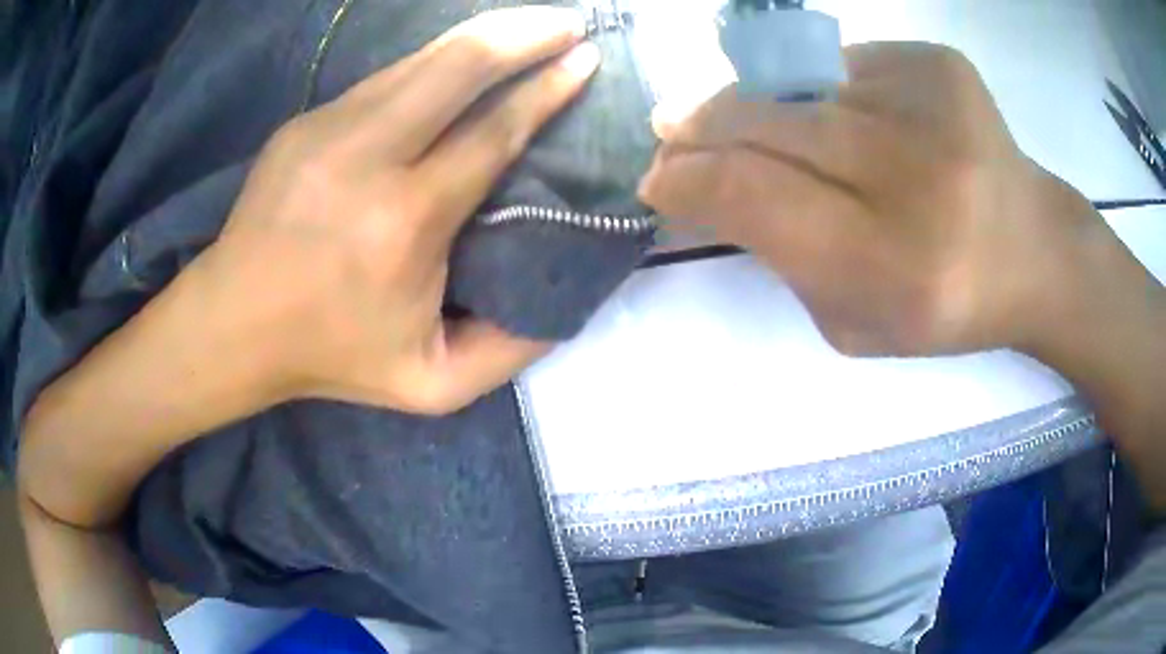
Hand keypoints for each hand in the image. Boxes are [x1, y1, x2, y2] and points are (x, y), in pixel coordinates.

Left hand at [194, 8, 599, 413]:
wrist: (232, 324)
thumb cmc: (331, 355)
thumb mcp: (431, 384)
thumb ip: (510, 349)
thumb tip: (568, 297)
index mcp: (406, 222)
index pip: (493, 131)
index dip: (546, 89)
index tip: (587, 59)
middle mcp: (367, 157)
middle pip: (457, 65)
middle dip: (523, 33)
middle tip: (568, 23)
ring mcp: (327, 128)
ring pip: (420, 59)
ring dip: (481, 36)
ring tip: (526, 27)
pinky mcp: (305, 122)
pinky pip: (387, 78)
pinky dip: (434, 63)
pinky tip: (458, 65)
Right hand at [638, 43, 1118, 357]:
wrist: (1033, 249)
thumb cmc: (945, 304)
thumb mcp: (854, 321)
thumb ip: (782, 258)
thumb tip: (711, 184)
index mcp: (895, 264)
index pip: (752, 195)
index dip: (688, 180)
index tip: (656, 180)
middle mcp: (918, 174)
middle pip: (766, 123)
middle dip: (700, 127)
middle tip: (670, 131)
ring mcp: (931, 102)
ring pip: (797, 83)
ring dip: (754, 103)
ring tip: (744, 121)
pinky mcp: (938, 62)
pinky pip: (844, 65)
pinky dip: (822, 89)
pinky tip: (842, 117)